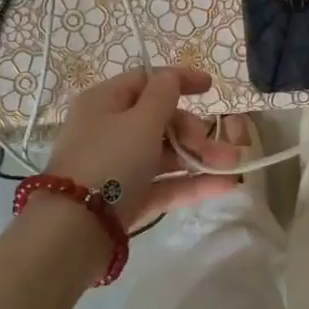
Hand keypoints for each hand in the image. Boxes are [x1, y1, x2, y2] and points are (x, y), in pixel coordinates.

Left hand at [46, 67, 240, 228]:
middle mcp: (108, 131)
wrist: (75, 231)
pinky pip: (164, 184)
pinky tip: (225, 185)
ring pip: (165, 155)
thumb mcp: (141, 121)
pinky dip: (192, 183)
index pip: (145, 80)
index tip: (211, 87)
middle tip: (218, 145)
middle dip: (195, 131)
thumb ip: (164, 95)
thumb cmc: (110, 161)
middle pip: (159, 120)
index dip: (179, 80)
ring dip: (200, 157)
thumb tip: (172, 77)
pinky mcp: (127, 200)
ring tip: (233, 165)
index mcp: (104, 102)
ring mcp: (118, 168)